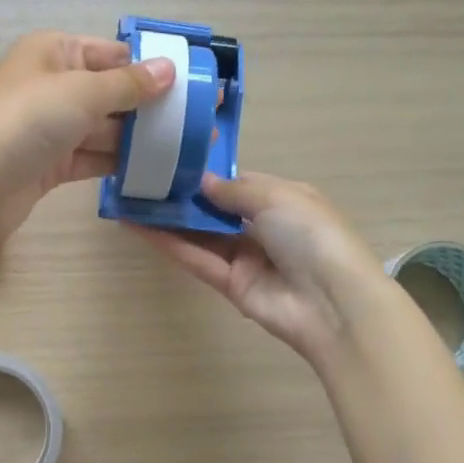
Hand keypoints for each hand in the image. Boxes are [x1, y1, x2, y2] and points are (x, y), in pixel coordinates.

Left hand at [0, 31, 174, 250]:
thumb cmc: (23, 122)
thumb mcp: (80, 92)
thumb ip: (128, 84)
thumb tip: (169, 68)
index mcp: (56, 53)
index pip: (114, 54)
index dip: (154, 66)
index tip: (195, 83)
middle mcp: (55, 87)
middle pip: (114, 93)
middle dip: (154, 108)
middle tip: (202, 124)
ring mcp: (53, 130)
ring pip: (107, 130)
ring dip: (141, 140)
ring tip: (189, 152)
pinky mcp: (52, 167)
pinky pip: (94, 160)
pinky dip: (120, 165)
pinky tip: (155, 173)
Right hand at [136, 172, 393, 365]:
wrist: (331, 300)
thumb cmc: (311, 234)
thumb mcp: (277, 197)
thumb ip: (234, 190)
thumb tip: (203, 182)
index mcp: (284, 200)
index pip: (240, 185)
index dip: (209, 175)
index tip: (173, 162)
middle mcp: (263, 228)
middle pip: (216, 211)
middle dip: (184, 197)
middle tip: (143, 180)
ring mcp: (246, 258)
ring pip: (201, 235)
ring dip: (169, 220)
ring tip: (132, 200)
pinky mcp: (230, 285)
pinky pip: (197, 259)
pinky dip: (170, 244)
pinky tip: (139, 227)